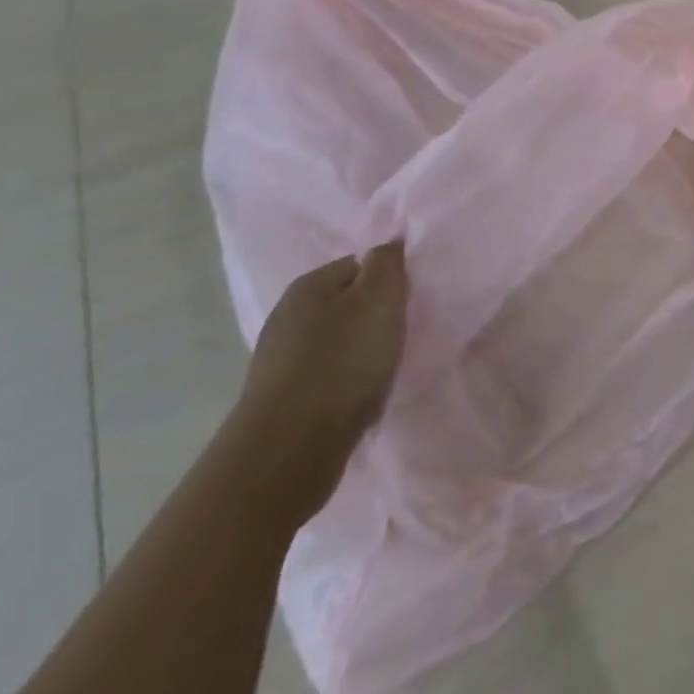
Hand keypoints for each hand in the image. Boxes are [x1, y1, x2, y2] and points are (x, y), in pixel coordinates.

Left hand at [233, 242, 408, 520]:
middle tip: (403, 332)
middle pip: (348, 301)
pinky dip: (348, 378)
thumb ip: (387, 265)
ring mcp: (281, 357)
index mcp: (309, 285)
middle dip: (377, 314)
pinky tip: (362, 393)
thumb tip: (387, 244)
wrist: (290, 449)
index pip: (361, 263)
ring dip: (363, 348)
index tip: (412, 301)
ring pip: (338, 339)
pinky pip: (328, 372)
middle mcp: (288, 314)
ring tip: (386, 366)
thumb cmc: (342, 363)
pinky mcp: (284, 395)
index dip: (391, 278)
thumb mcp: (378, 300)